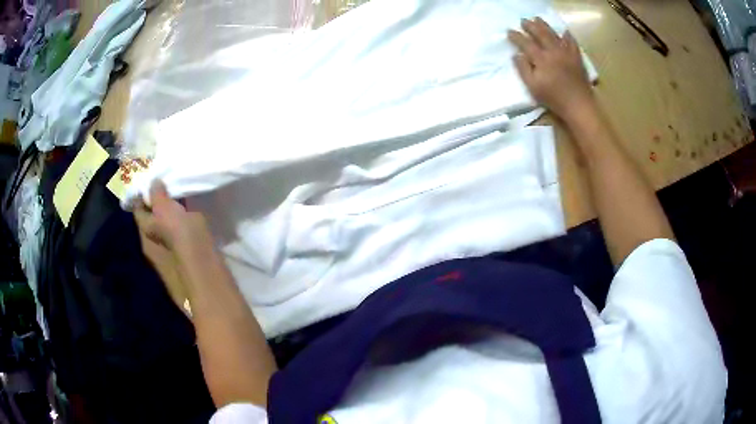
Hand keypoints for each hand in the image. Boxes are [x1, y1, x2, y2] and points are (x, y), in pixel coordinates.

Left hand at [133, 181, 211, 256]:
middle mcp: (154, 246)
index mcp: (145, 234)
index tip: (152, 179)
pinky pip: (182, 235)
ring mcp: (171, 254)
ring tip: (182, 197)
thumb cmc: (181, 238)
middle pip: (152, 220)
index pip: (138, 210)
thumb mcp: (166, 210)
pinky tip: (193, 217)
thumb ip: (158, 195)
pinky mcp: (187, 258)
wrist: (207, 270)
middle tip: (169, 185)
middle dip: (158, 204)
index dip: (142, 194)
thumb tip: (153, 182)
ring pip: (168, 228)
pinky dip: (185, 225)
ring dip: (172, 215)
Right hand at [508, 18, 594, 121]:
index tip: (509, 31)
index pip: (525, 43)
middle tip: (523, 21)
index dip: (516, 36)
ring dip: (544, 25)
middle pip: (540, 34)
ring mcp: (566, 53)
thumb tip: (516, 55)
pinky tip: (564, 32)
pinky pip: (572, 42)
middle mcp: (553, 51)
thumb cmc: (554, 98)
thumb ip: (523, 69)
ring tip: (538, 19)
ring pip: (554, 34)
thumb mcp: (533, 87)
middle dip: (530, 26)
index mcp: (541, 59)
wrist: (579, 105)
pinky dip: (567, 36)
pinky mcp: (576, 58)